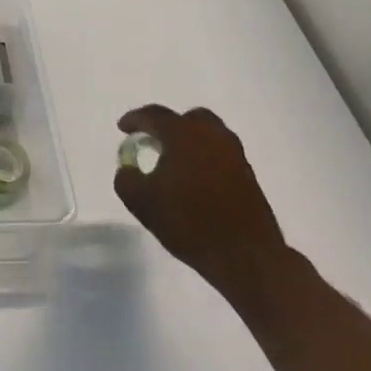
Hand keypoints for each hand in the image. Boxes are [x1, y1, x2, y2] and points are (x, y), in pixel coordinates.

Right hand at [113, 105, 291, 303]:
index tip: (122, 128)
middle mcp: (211, 135)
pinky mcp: (248, 174)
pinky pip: (219, 154)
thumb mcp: (141, 202)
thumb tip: (128, 169)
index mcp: (183, 134)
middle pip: (187, 118)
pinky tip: (194, 181)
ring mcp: (234, 154)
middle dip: (168, 126)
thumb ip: (126, 179)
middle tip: (153, 142)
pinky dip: (204, 158)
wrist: (245, 255)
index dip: (135, 119)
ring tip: (174, 163)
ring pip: (208, 135)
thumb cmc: (189, 222)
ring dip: (189, 142)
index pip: (154, 115)